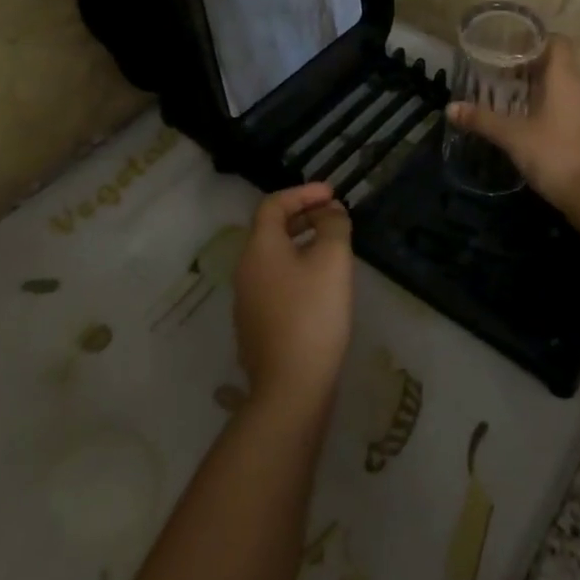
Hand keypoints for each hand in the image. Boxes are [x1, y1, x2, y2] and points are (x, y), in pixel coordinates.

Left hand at [233, 184, 354, 415]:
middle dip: (303, 216)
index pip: (274, 205)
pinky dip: (297, 269)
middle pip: (271, 230)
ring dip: (302, 243)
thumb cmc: (313, 314)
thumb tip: (330, 212)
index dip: (303, 193)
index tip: (333, 193)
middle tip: (334, 216)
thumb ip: (333, 226)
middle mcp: (246, 269)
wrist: (291, 387)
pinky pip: (276, 282)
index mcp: (259, 248)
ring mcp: (247, 300)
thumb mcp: (332, 260)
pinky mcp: (256, 325)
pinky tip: (321, 286)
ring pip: (274, 258)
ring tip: (333, 248)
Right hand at [446, 36, 579, 209]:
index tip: (511, 47)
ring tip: (511, 98)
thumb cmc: (554, 154)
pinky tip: (531, 123)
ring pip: (565, 88)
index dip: (536, 40)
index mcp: (566, 79)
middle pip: (559, 65)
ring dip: (541, 89)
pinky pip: (571, 107)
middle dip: (531, 67)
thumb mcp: (513, 137)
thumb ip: (482, 120)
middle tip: (501, 74)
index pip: (558, 42)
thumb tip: (451, 108)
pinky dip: (552, 108)